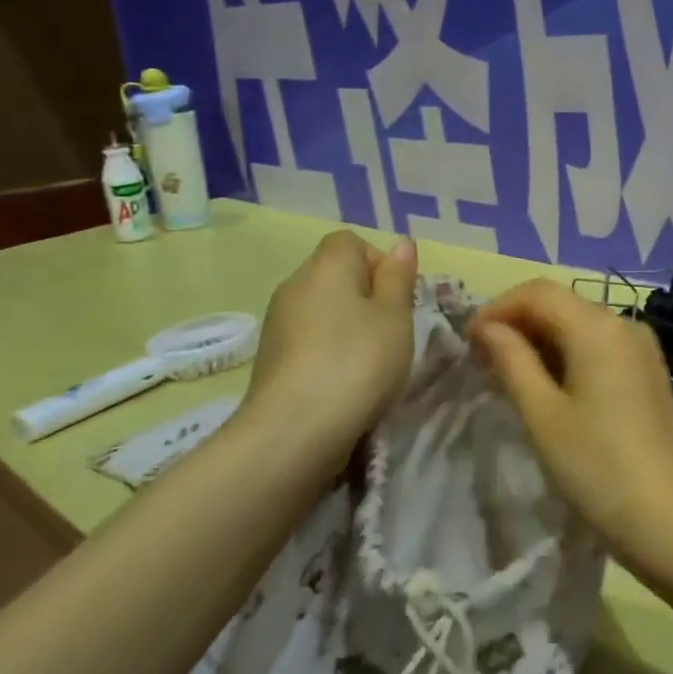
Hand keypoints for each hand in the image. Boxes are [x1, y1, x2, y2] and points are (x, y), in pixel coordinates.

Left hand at [241, 231, 417, 463]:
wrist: (294, 431)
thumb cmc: (357, 361)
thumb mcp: (395, 316)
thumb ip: (398, 277)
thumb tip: (401, 243)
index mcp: (326, 266)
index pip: (350, 242)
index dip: (378, 262)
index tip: (396, 297)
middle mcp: (294, 286)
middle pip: (335, 275)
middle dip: (366, 296)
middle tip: (391, 330)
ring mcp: (277, 324)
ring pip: (322, 309)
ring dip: (348, 326)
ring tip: (370, 360)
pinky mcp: (271, 359)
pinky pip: (309, 339)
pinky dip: (328, 351)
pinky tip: (344, 381)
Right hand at [470, 281, 672, 577]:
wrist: (669, 516)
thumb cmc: (596, 465)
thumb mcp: (542, 414)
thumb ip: (512, 360)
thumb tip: (487, 328)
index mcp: (598, 326)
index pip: (538, 292)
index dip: (497, 308)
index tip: (467, 341)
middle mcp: (624, 323)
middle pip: (561, 304)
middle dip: (517, 323)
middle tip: (481, 361)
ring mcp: (642, 346)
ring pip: (580, 324)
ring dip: (541, 340)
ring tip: (507, 375)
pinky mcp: (648, 370)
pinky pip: (600, 345)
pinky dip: (567, 354)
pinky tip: (548, 385)